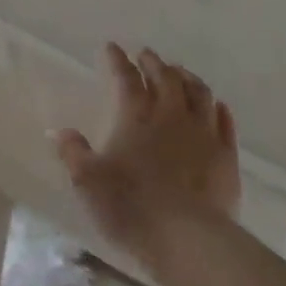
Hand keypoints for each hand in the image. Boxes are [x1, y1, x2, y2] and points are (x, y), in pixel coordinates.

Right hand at [54, 44, 239, 261]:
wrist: (187, 237)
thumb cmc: (130, 206)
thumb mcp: (87, 181)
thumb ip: (73, 153)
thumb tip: (58, 132)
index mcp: (136, 117)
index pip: (126, 79)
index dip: (118, 61)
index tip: (112, 47)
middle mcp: (172, 116)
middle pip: (166, 78)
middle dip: (154, 63)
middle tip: (146, 55)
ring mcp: (204, 134)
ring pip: (199, 93)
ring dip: (188, 78)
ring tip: (180, 72)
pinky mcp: (226, 156)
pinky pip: (224, 122)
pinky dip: (217, 108)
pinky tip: (216, 105)